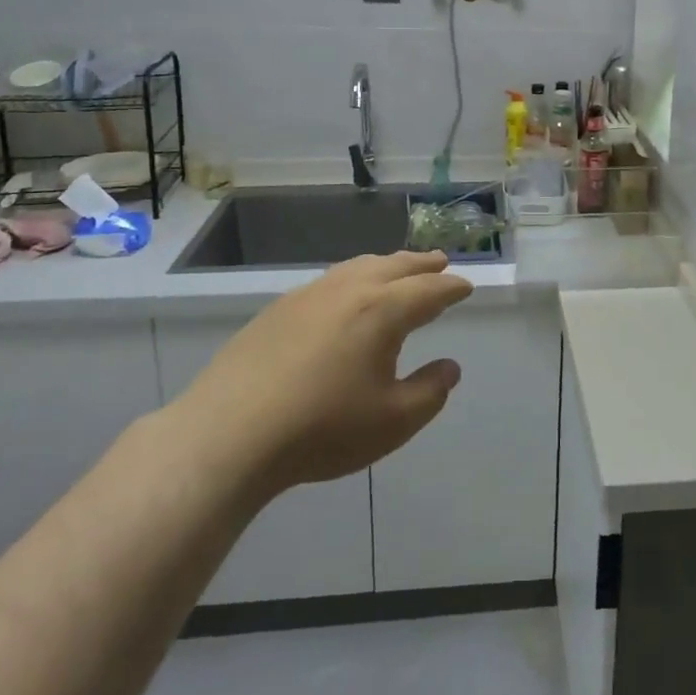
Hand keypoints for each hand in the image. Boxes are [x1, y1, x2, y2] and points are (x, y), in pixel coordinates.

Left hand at [175, 252, 472, 500]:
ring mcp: (310, 295)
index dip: (452, 288)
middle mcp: (350, 290)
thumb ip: (430, 392)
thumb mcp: (392, 422)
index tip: (466, 286)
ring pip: (359, 266)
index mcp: (383, 311)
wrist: (229, 434)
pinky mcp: (279, 308)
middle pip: (396, 266)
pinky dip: (354, 277)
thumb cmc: (322, 429)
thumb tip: (450, 368)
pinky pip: (331, 279)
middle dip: (422, 264)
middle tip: (440, 260)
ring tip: (399, 268)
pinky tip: (347, 294)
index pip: (429, 290)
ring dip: (387, 264)